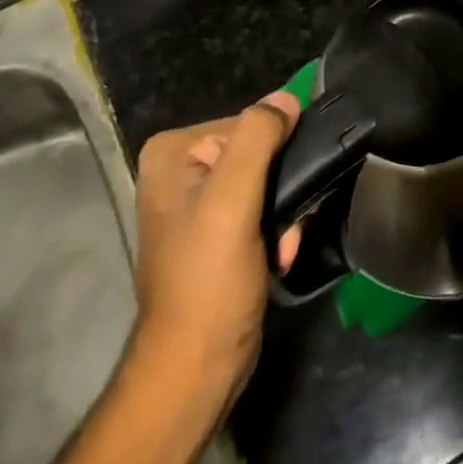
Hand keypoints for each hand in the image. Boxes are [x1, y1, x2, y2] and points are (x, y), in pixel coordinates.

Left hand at [132, 91, 302, 400]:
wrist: (197, 365)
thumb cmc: (209, 280)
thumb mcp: (231, 202)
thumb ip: (258, 140)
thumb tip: (288, 98)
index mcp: (174, 151)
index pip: (249, 125)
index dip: (278, 156)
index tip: (288, 194)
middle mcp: (182, 168)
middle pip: (260, 153)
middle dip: (283, 192)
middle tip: (286, 230)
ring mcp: (199, 201)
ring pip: (269, 182)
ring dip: (285, 216)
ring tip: (282, 249)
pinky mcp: (218, 230)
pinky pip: (263, 208)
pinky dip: (277, 231)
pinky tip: (277, 258)